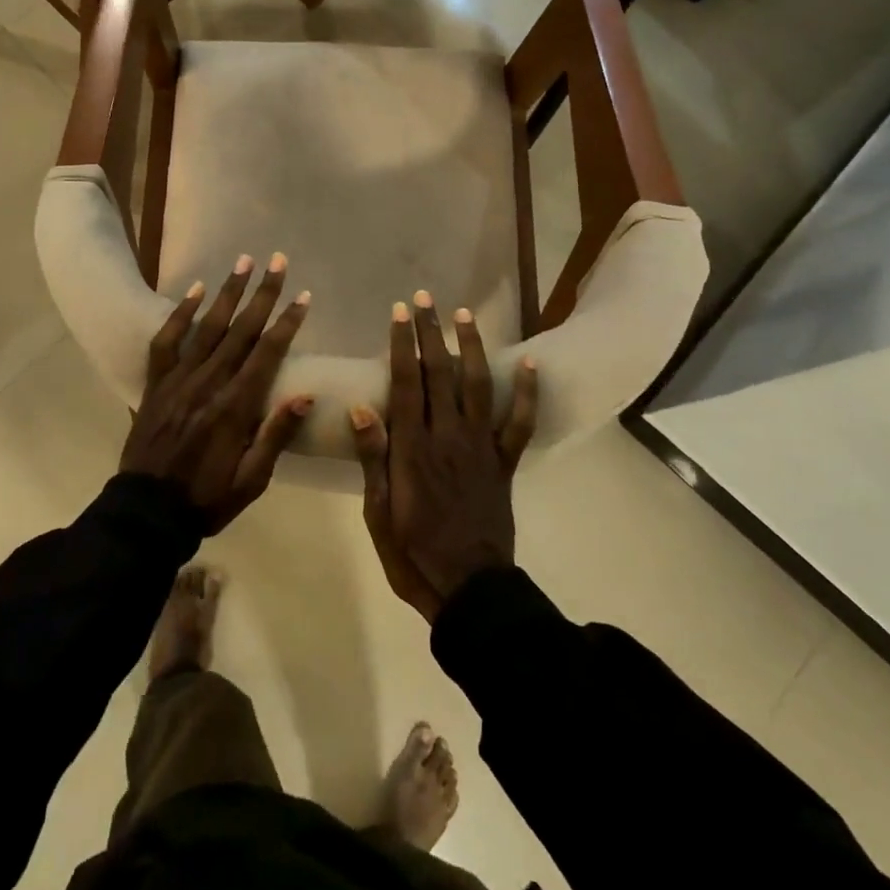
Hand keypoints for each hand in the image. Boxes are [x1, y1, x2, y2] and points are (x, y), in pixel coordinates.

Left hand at [121, 253, 312, 531]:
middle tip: (278, 262)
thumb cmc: (207, 499)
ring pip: (207, 327)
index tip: (303, 297)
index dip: (287, 323)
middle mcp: (208, 384)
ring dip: (227, 292)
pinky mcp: (156, 383)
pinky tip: (195, 290)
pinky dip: (180, 314)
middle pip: (241, 330)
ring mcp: (178, 380)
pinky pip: (166, 341)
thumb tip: (305, 396)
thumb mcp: (251, 480)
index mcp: (235, 408)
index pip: (267, 354)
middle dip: (262, 294)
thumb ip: (276, 436)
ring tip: (244, 262)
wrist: (147, 512)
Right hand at [351, 292, 538, 621]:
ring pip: (477, 386)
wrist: (469, 590)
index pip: (406, 383)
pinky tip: (529, 363)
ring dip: (471, 348)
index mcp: (413, 448)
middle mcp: (448, 437)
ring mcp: (480, 448)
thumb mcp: (378, 511)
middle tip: (425, 299)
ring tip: (465, 315)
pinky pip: (518, 423)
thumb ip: (372, 457)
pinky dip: (526, 393)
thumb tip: (360, 407)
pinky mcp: (503, 464)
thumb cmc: (412, 553)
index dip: (402, 344)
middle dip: (431, 333)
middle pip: (440, 374)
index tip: (399, 312)